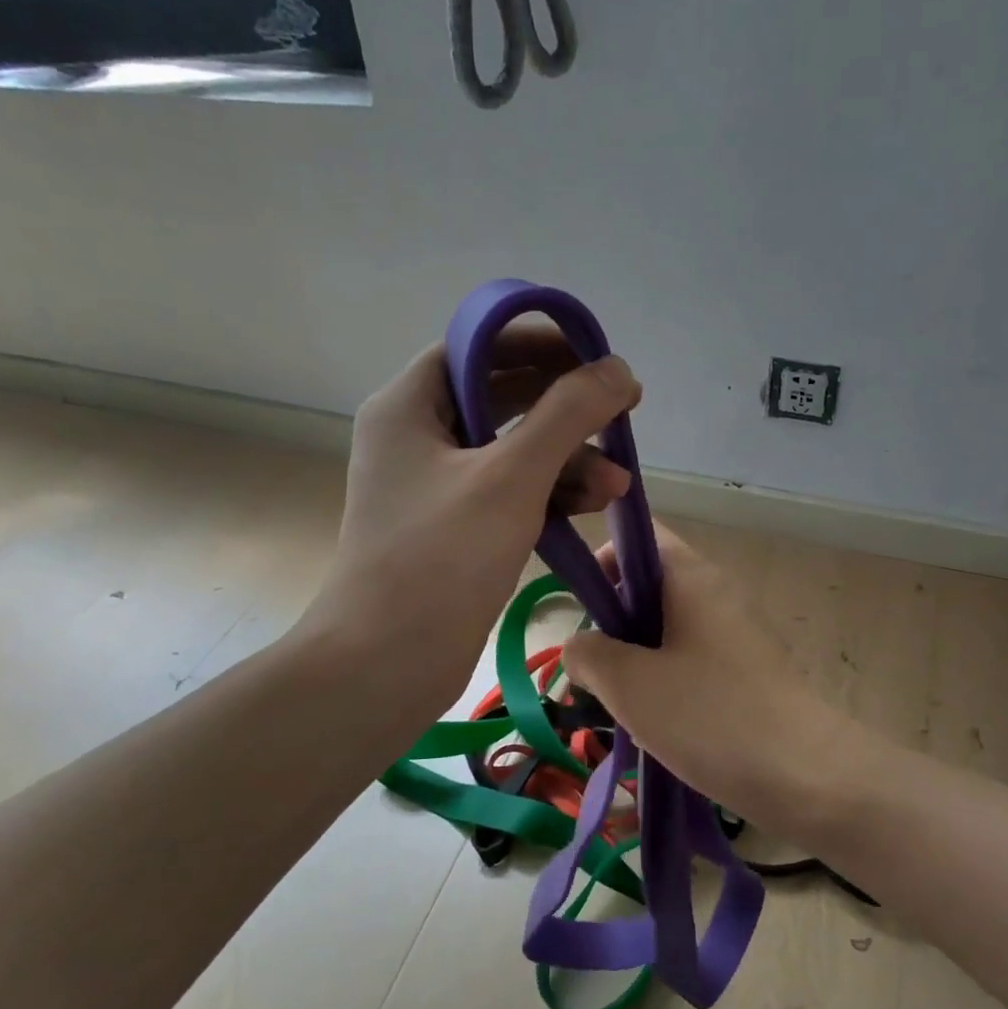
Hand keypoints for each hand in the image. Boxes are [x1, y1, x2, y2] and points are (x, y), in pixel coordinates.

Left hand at [292, 321, 640, 740]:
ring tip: (619, 480)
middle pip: (500, 398)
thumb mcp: (512, 477)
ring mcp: (434, 486)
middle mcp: (416, 438)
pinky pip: (508, 492)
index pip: (477, 347)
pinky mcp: (452, 528)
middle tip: (621, 410)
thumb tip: (617, 368)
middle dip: (564, 407)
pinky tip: (594, 505)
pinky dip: (549, 494)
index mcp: (408, 406)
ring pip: (510, 451)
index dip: (539, 343)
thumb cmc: (441, 560)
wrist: (386, 665)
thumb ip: (567, 414)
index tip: (594, 355)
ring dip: (567, 459)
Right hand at [562, 528, 845, 838]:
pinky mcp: (746, 672)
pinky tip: (657, 725)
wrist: (804, 775)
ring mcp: (736, 633)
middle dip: (614, 622)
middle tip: (596, 668)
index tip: (582, 608)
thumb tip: (581, 647)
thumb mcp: (629, 684)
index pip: (640, 537)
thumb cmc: (709, 715)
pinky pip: (692, 661)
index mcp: (691, 576)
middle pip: (650, 586)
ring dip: (637, 659)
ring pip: (668, 629)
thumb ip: (588, 654)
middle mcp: (717, 593)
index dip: (603, 560)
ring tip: (622, 703)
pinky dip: (666, 682)